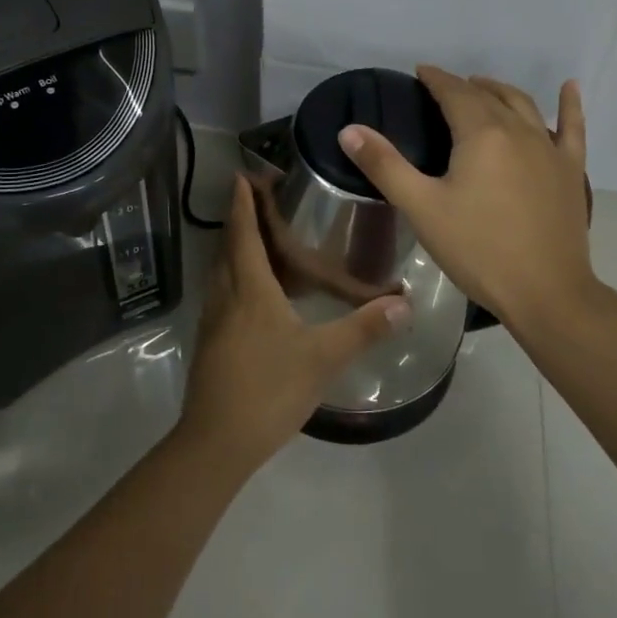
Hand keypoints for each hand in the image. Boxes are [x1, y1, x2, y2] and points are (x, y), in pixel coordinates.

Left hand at [177, 174, 410, 475]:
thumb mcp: (322, 358)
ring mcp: (214, 320)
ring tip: (263, 237)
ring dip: (236, 247)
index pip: (244, 233)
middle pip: (229, 246)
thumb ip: (363, 329)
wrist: (216, 443)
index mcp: (249, 289)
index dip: (243, 203)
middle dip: (240, 219)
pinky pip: (224, 293)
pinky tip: (258, 291)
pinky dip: (237, 276)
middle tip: (260, 198)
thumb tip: (404, 303)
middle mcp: (226, 295)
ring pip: (223, 270)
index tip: (242, 175)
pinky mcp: (212, 342)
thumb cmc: (268, 389)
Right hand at [337, 66, 595, 331]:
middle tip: (442, 88)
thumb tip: (349, 129)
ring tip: (483, 87)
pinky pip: (572, 128)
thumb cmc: (478, 249)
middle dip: (462, 86)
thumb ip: (384, 165)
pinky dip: (570, 105)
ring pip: (523, 105)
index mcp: (481, 134)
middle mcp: (518, 130)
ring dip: (500, 91)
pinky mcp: (570, 170)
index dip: (435, 78)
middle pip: (487, 96)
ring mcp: (549, 148)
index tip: (420, 72)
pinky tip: (570, 87)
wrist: (546, 292)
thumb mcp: (422, 208)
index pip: (454, 93)